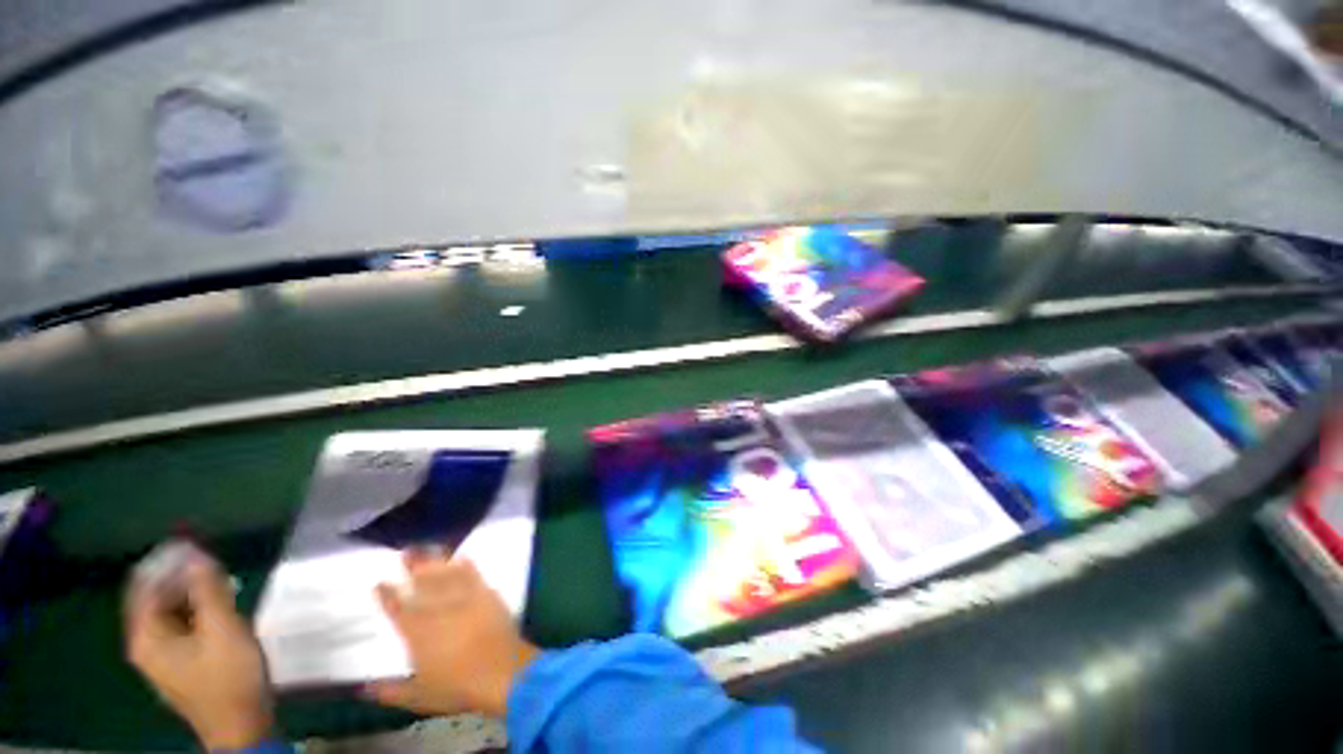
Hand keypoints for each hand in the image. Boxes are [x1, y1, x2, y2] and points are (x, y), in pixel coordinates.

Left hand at [125, 550, 273, 749]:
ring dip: (191, 591)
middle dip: (180, 576)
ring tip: (222, 579)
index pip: (144, 586)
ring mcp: (162, 656)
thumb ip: (208, 590)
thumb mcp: (223, 629)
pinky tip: (221, 605)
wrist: (241, 724)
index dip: (165, 562)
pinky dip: (196, 608)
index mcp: (147, 636)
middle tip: (213, 561)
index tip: (193, 543)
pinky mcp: (180, 662)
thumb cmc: (230, 676)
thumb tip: (195, 553)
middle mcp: (146, 644)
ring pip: (169, 611)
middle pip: (154, 597)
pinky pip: (180, 624)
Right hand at [364, 549, 537, 718]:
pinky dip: (467, 565)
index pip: (398, 610)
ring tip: (428, 548)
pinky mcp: (487, 595)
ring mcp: (465, 599)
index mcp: (418, 633)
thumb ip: (389, 691)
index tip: (380, 582)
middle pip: (423, 584)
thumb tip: (361, 689)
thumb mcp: (418, 696)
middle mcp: (440, 610)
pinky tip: (462, 556)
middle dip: (413, 566)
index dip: (388, 595)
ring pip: (447, 575)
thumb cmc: (458, 687)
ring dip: (437, 560)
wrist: (502, 672)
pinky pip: (475, 575)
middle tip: (406, 551)